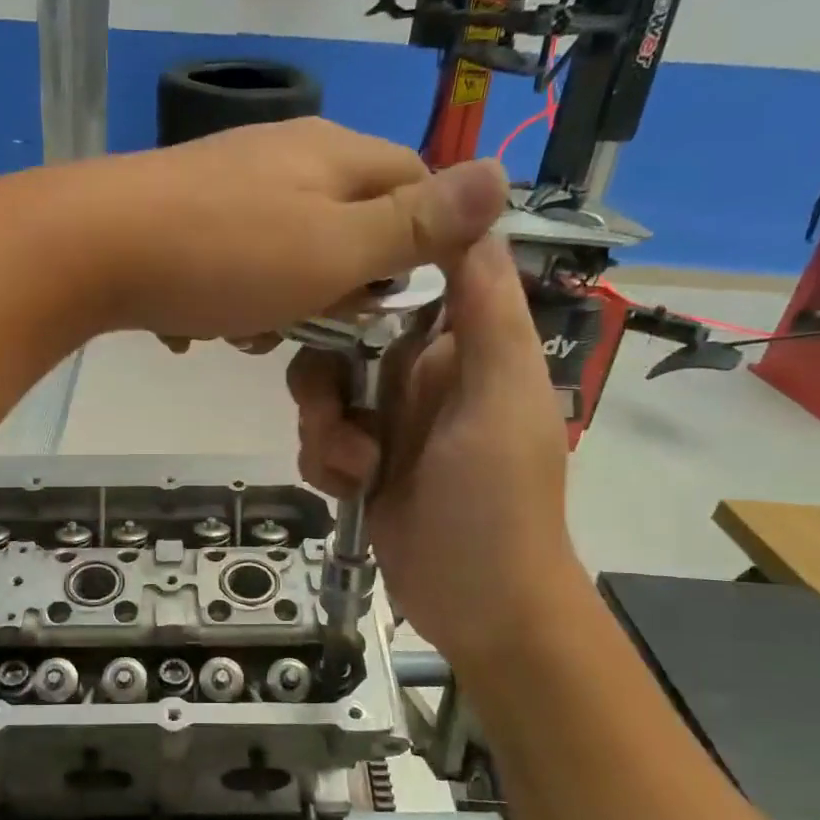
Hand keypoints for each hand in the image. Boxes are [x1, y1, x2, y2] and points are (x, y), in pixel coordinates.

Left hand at [0, 118, 506, 341]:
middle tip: (311, 323)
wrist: (91, 249)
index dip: (418, 246)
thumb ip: (414, 223)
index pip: (414, 184)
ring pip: (286, 251)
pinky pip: (231, 262)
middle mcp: (284, 155)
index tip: (394, 302)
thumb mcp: (334, 248)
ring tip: (246, 331)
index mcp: (333, 154)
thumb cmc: (225, 255)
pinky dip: (227, 298)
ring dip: (278, 304)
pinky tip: (200, 323)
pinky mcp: (181, 216)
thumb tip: (502, 175)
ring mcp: (227, 184)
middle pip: (347, 223)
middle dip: (337, 285)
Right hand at [288, 233, 581, 664]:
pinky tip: (349, 491)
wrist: (479, 604)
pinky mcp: (361, 467)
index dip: (363, 283)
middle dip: (326, 378)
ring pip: (322, 394)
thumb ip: (487, 310)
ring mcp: (387, 424)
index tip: (326, 292)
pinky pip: (319, 441)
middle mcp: (420, 378)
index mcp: (461, 350)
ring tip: (354, 469)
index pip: (403, 286)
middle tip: (338, 415)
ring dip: (324, 429)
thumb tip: (474, 214)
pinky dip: (323, 462)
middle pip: (343, 341)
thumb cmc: (497, 498)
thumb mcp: (500, 396)